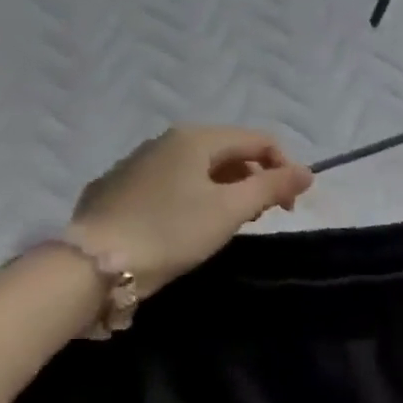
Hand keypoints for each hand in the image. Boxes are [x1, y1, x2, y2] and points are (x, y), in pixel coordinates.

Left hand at [70, 126, 313, 295]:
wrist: (95, 264)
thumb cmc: (173, 231)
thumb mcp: (233, 209)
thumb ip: (274, 186)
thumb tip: (307, 172)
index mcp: (196, 138)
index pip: (259, 140)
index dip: (285, 169)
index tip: (289, 207)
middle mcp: (166, 141)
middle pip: (231, 152)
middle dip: (257, 181)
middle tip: (261, 217)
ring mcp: (140, 163)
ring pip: (203, 169)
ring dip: (229, 191)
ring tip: (230, 224)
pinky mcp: (121, 187)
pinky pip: (175, 183)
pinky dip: (198, 198)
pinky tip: (191, 226)